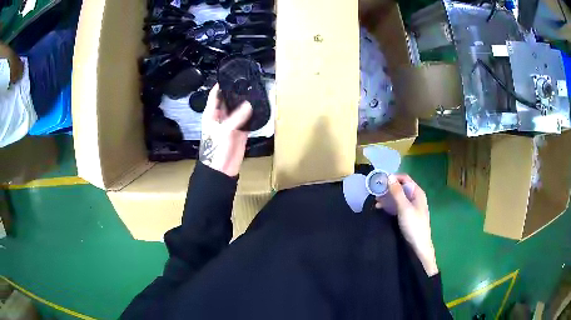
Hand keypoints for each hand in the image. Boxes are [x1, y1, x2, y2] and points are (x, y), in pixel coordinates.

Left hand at [199, 84, 252, 176]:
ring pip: (239, 110)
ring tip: (256, 91)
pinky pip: (247, 120)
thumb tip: (250, 104)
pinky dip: (252, 115)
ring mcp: (232, 124)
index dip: (221, 85)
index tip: (232, 75)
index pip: (215, 95)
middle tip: (249, 81)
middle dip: (237, 92)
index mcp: (211, 114)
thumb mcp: (224, 131)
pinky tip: (259, 107)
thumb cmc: (216, 149)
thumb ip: (236, 117)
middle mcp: (221, 116)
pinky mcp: (241, 132)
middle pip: (229, 100)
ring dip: (245, 103)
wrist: (222, 170)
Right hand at [375, 175, 438, 276]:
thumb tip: (389, 176)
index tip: (379, 181)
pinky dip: (389, 205)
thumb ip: (397, 192)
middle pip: (401, 187)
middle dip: (388, 188)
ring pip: (398, 197)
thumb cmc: (413, 225)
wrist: (419, 246)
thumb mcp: (404, 207)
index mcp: (417, 192)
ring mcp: (411, 206)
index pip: (404, 178)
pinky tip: (380, 209)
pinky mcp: (407, 214)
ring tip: (375, 201)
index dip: (393, 178)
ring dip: (387, 197)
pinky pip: (397, 205)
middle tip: (375, 192)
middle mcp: (415, 197)